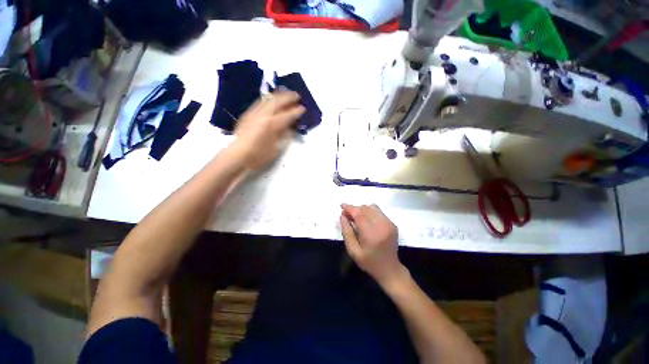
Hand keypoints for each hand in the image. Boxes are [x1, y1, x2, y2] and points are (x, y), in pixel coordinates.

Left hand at [230, 90, 304, 169]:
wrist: (237, 155)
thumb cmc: (258, 155)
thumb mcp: (275, 149)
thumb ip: (284, 136)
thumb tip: (291, 128)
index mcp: (272, 125)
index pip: (287, 115)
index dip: (296, 111)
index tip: (303, 108)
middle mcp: (263, 115)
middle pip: (278, 102)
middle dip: (288, 97)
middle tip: (297, 95)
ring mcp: (254, 113)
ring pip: (268, 99)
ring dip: (278, 95)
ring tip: (285, 92)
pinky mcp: (248, 114)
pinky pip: (260, 101)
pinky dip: (268, 98)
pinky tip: (271, 98)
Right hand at [340, 204, 406, 286]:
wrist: (390, 269)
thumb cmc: (369, 262)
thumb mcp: (353, 251)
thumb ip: (346, 232)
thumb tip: (342, 216)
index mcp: (372, 235)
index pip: (359, 214)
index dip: (349, 208)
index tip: (341, 206)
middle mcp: (382, 226)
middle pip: (365, 208)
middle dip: (354, 209)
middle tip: (347, 215)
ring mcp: (389, 224)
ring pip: (372, 207)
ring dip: (362, 209)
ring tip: (356, 217)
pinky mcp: (392, 224)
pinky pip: (378, 211)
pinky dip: (369, 212)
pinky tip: (366, 220)